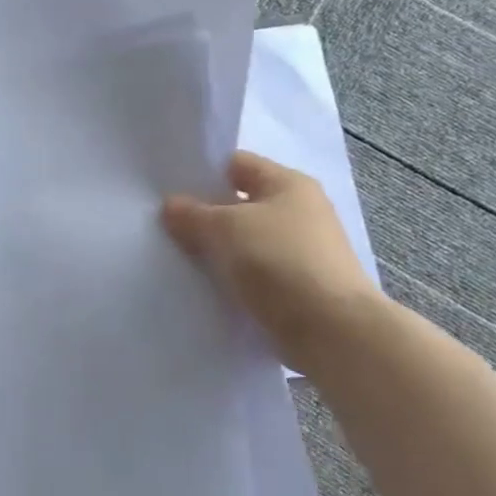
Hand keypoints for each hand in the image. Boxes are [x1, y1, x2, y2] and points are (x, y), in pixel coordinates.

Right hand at [162, 151, 381, 372]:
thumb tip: (171, 205)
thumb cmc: (279, 261)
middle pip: (240, 204)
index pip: (236, 164)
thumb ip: (192, 214)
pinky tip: (204, 286)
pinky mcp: (298, 287)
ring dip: (217, 250)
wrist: (331, 331)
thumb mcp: (224, 228)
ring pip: (244, 241)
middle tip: (164, 224)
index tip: (166, 188)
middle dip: (204, 214)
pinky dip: (231, 278)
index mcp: (289, 184)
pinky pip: (254, 273)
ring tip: (178, 257)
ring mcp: (301, 251)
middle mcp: (300, 211)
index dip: (201, 172)